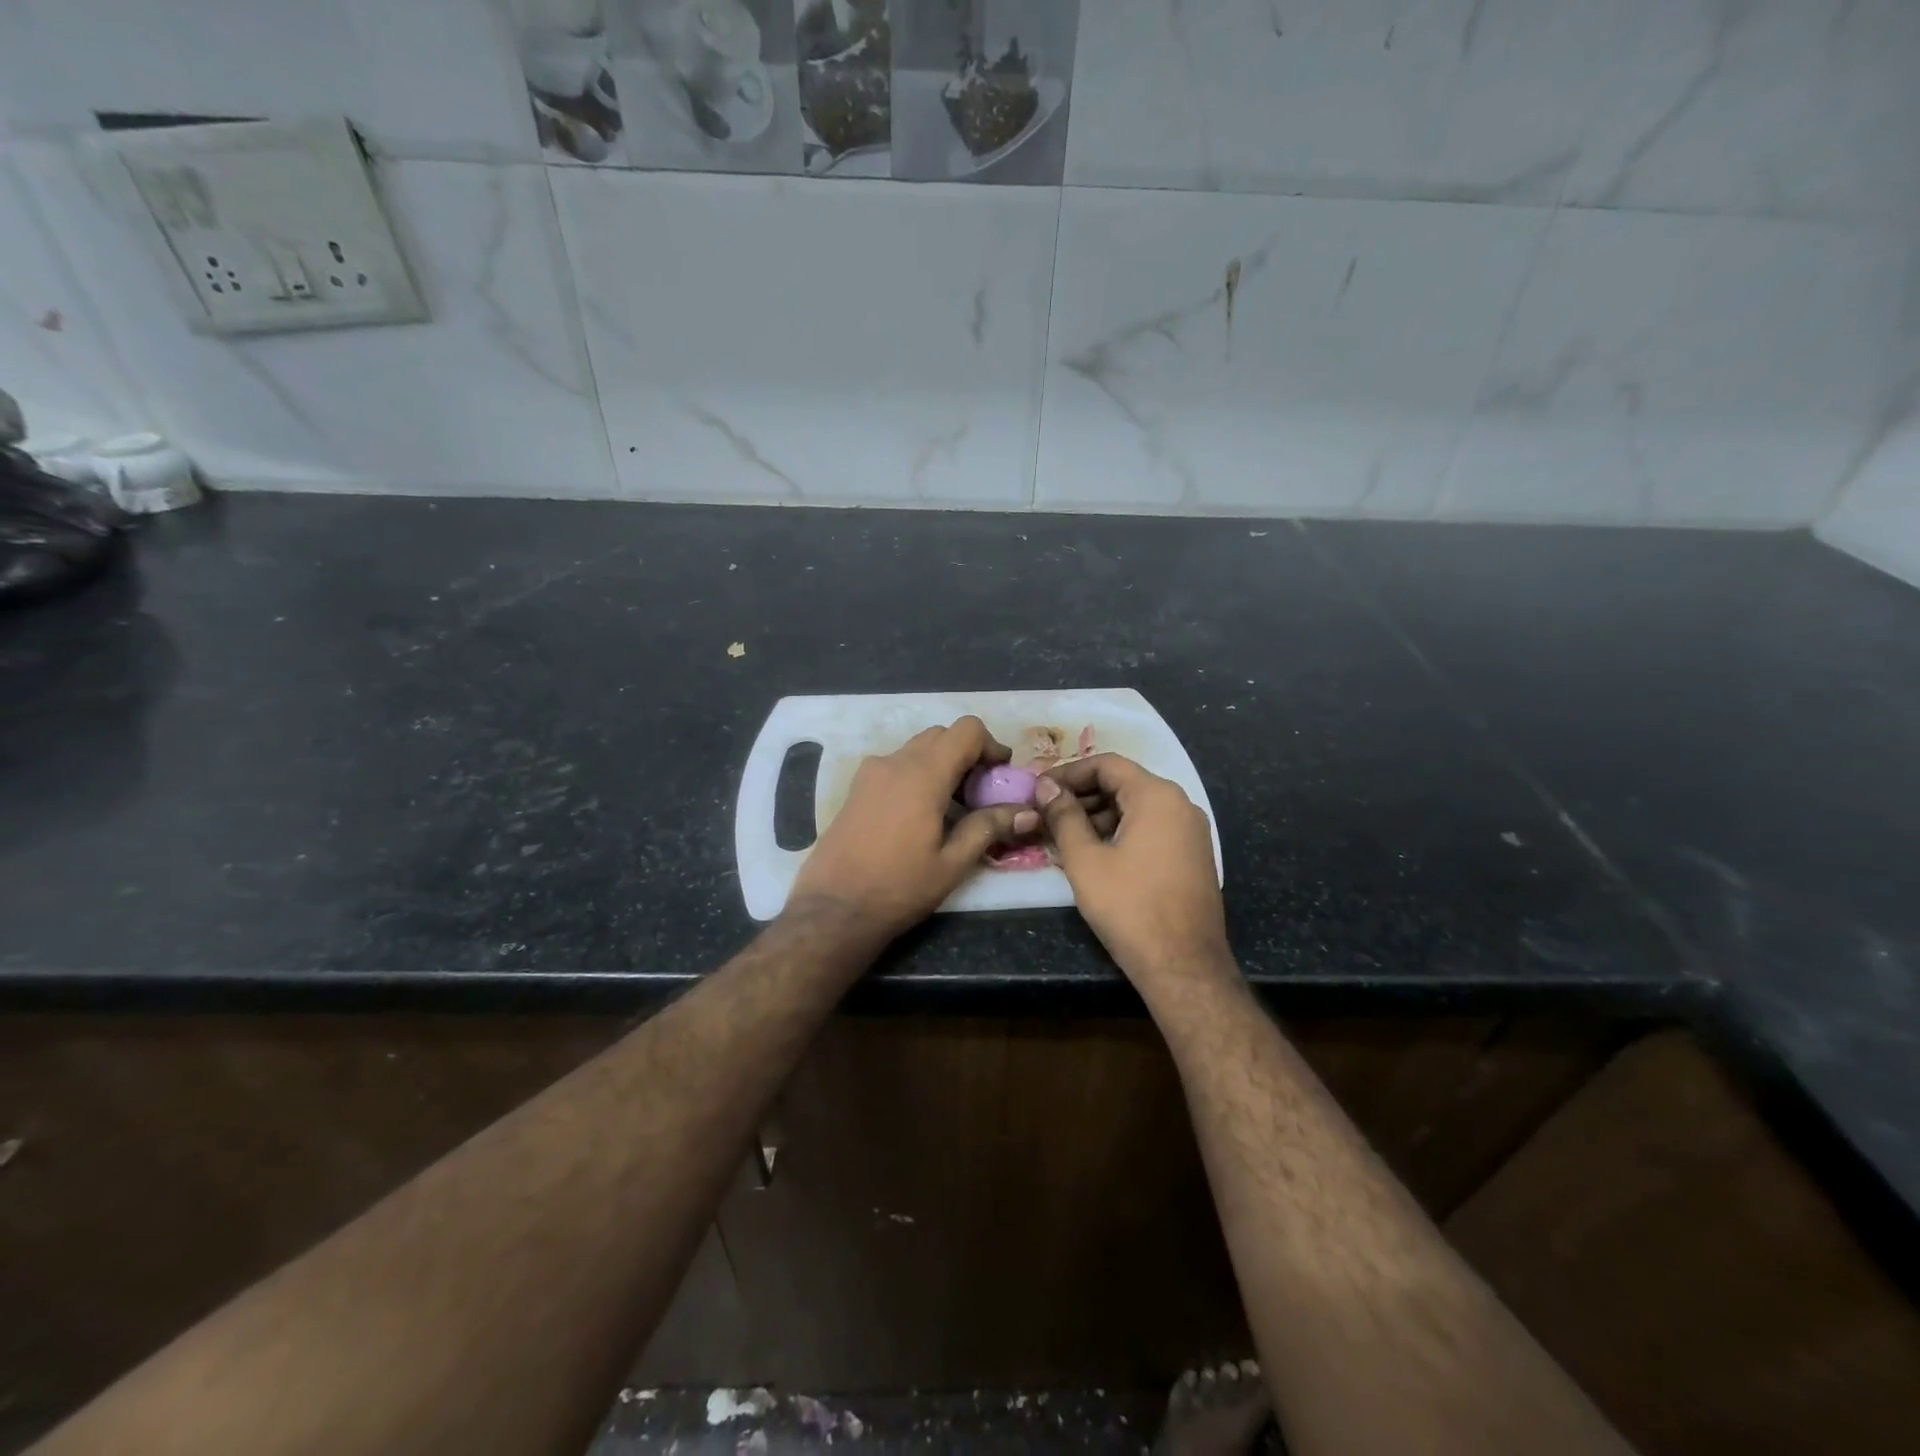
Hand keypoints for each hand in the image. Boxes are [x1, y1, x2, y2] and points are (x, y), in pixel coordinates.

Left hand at [788, 716, 1038, 942]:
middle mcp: (895, 762)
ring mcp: (870, 773)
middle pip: (942, 735)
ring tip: (952, 807)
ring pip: (917, 749)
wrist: (833, 909)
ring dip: (942, 764)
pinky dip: (918, 774)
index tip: (1001, 776)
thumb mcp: (951, 863)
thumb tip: (1028, 812)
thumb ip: (989, 827)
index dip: (991, 745)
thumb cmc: (898, 888)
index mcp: (923, 774)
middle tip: (981, 794)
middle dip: (968, 755)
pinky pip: (896, 765)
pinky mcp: (856, 788)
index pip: (966, 730)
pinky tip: (921, 814)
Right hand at [1035, 753, 1230, 983]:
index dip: (1068, 773)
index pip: (1107, 764)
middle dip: (1082, 795)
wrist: (1184, 965)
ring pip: (1137, 808)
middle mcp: (1180, 804)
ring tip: (1063, 836)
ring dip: (1099, 816)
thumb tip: (1046, 788)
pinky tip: (1094, 853)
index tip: (1039, 791)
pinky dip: (1121, 832)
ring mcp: (1191, 831)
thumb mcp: (1085, 860)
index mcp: (1157, 796)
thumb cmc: (1129, 907)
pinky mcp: (1193, 855)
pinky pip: (1152, 828)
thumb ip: (1064, 817)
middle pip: (1124, 783)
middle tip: (1046, 814)